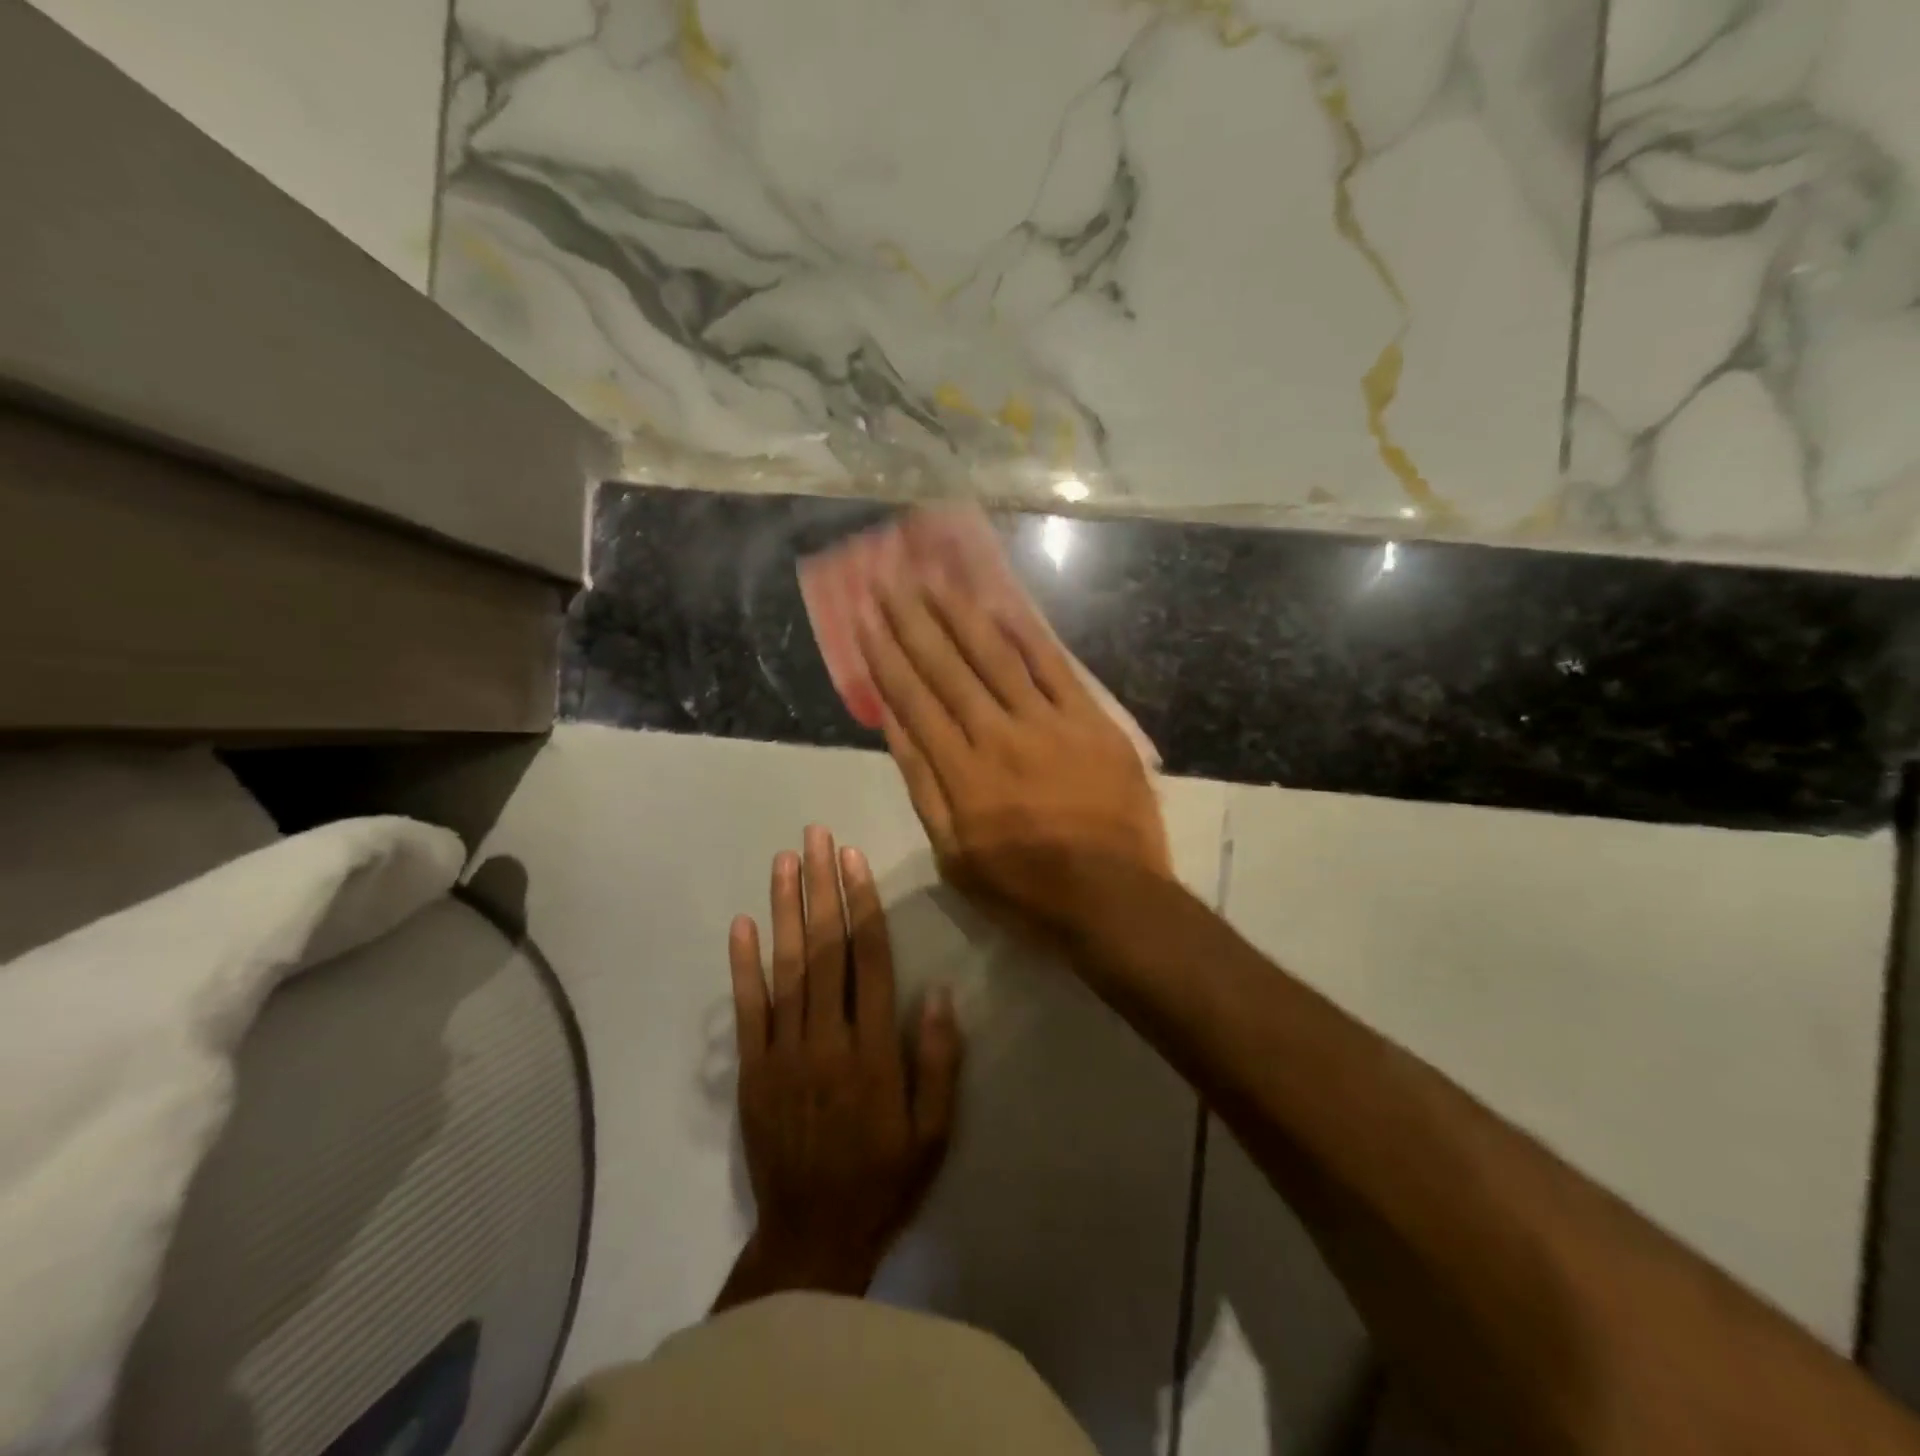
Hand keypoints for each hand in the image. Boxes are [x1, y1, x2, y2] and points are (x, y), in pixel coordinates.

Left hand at [714, 825, 961, 1312]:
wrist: (812, 1237)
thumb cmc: (883, 1178)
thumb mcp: (933, 1131)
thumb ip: (937, 1060)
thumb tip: (938, 990)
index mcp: (873, 1050)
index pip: (869, 960)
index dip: (861, 904)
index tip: (852, 858)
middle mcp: (826, 1039)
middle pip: (824, 949)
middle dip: (820, 887)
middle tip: (815, 837)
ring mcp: (782, 1053)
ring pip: (785, 967)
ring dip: (784, 909)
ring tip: (784, 861)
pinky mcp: (751, 1071)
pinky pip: (746, 1010)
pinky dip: (743, 965)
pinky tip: (742, 924)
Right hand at [856, 577, 1172, 939]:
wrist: (1114, 897)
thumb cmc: (1025, 887)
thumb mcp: (954, 854)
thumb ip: (923, 784)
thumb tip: (893, 721)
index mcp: (961, 773)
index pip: (913, 700)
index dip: (885, 656)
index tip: (863, 618)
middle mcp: (998, 736)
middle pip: (947, 668)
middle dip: (913, 622)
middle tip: (889, 581)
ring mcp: (1049, 724)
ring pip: (996, 657)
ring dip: (961, 614)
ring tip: (934, 579)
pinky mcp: (1091, 722)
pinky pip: (1055, 668)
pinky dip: (1027, 635)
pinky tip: (1002, 605)